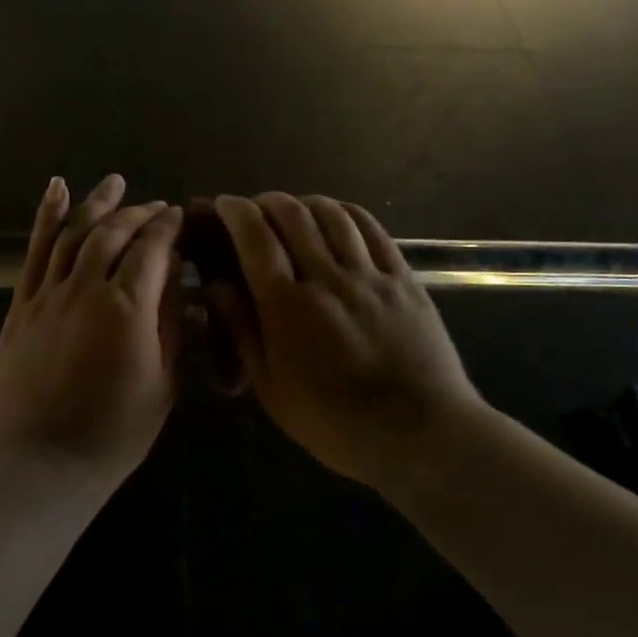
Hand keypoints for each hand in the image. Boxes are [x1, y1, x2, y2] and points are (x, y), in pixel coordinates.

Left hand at [0, 174, 184, 476]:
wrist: (43, 462)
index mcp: (127, 308)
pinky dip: (46, 217)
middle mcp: (86, 288)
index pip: (153, 250)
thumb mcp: (163, 383)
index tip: (179, 215)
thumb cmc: (115, 432)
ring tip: (114, 183)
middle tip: (156, 207)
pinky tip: (57, 189)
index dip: (168, 228)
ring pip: (74, 233)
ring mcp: (48, 294)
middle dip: (138, 214)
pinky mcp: (22, 305)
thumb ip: (169, 325)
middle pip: (114, 234)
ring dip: (97, 204)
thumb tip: (173, 282)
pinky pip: (35, 252)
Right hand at [211, 193, 481, 486]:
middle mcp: (327, 278)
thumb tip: (217, 286)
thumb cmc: (335, 423)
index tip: (224, 204)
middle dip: (266, 202)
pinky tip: (338, 216)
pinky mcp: (403, 279)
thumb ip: (242, 331)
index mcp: (287, 307)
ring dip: (305, 202)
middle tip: (255, 210)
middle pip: (292, 215)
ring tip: (293, 210)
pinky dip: (347, 212)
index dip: (235, 212)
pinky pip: (372, 230)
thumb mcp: (272, 388)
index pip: (255, 238)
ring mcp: (370, 276)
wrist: (420, 434)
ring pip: (333, 214)